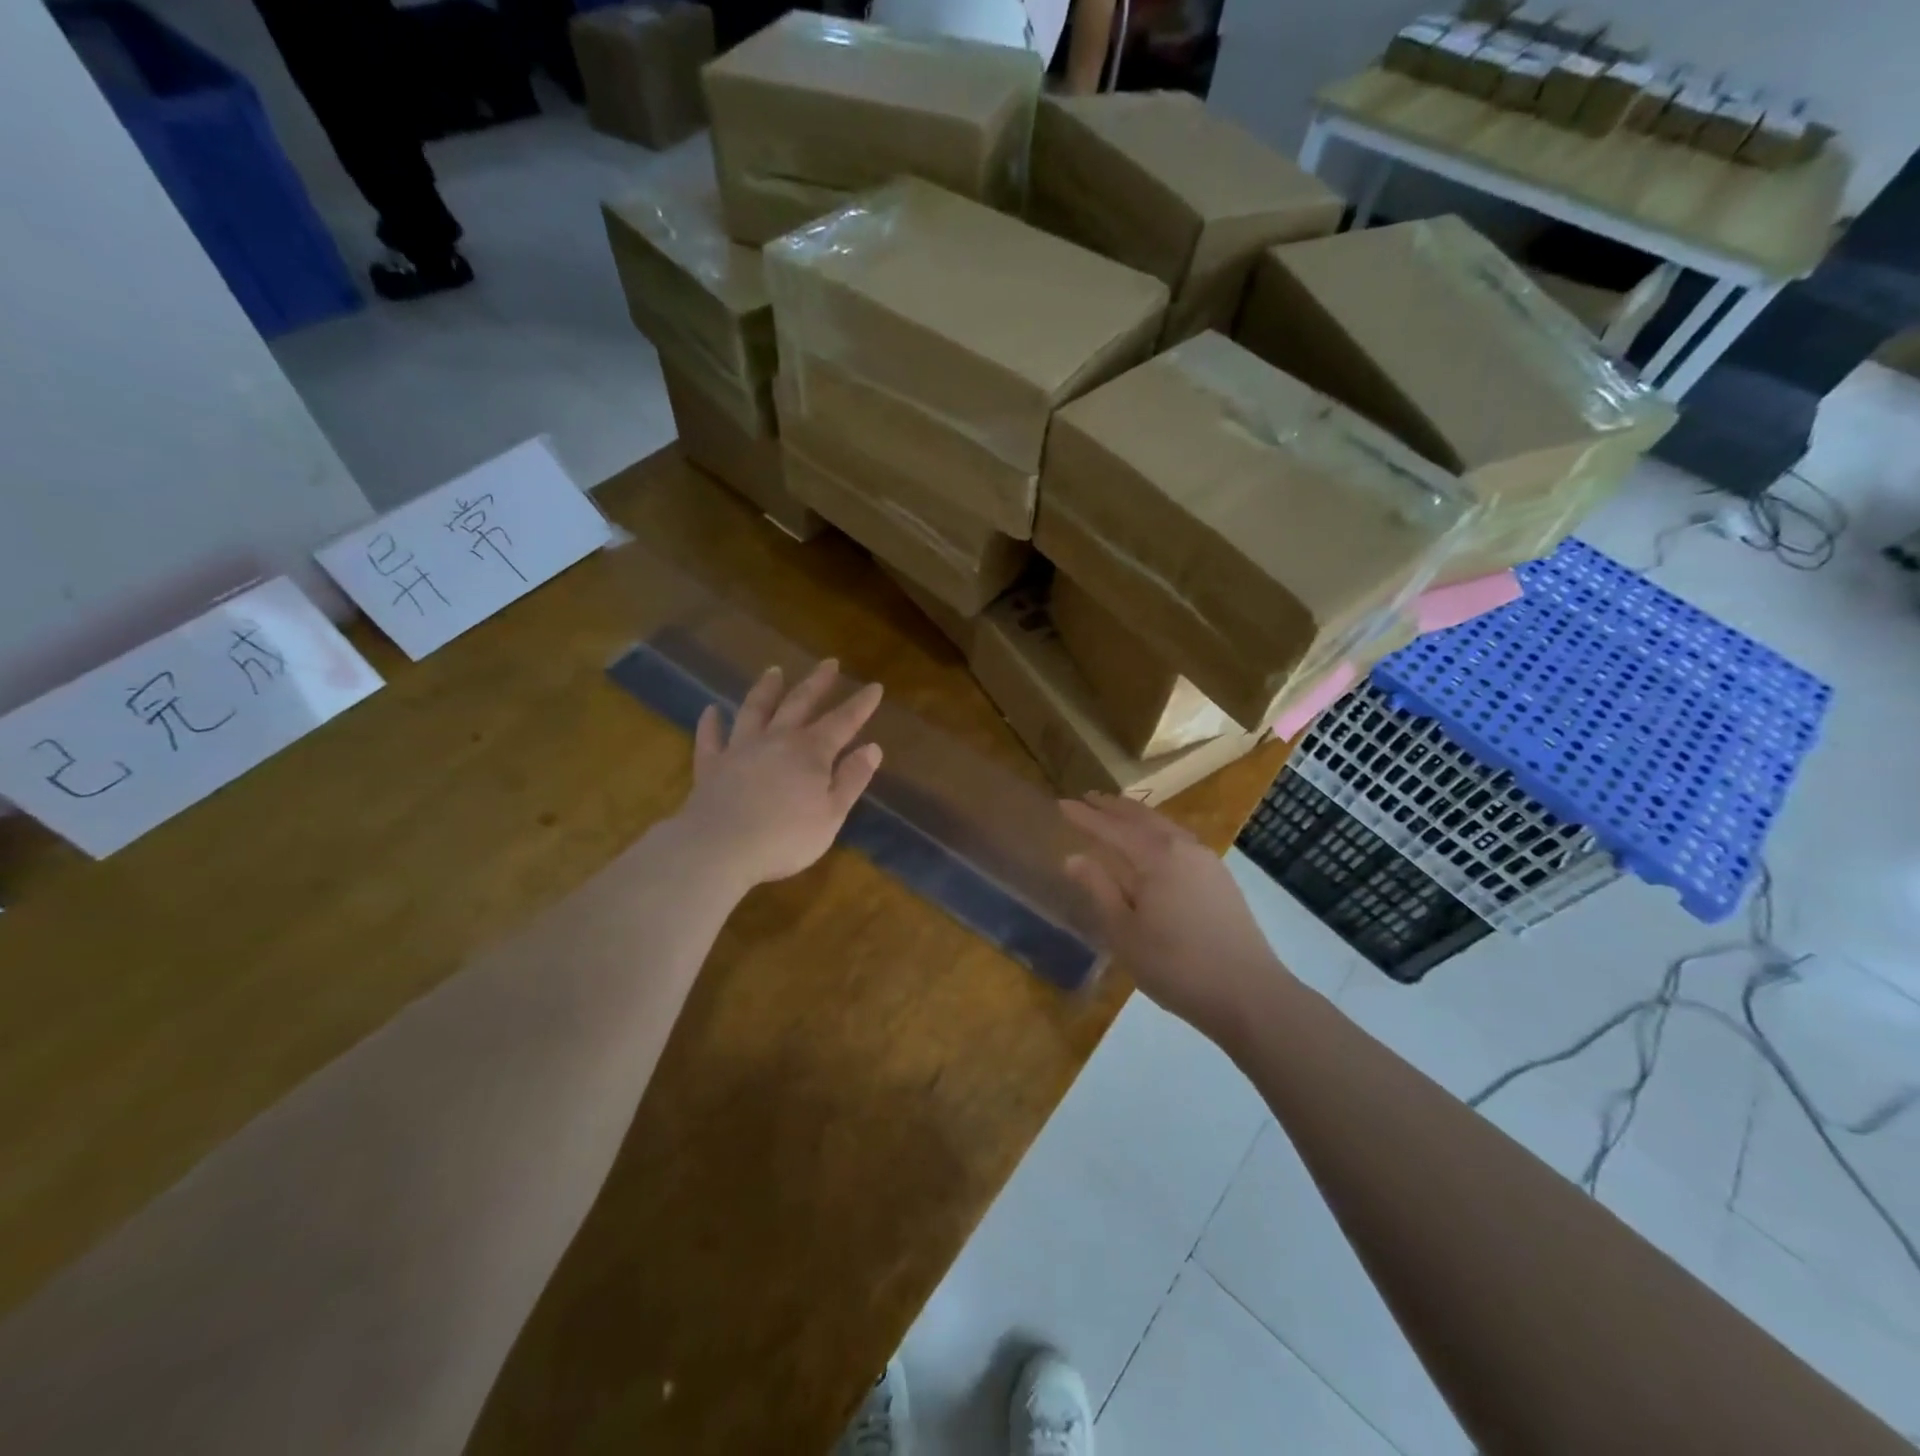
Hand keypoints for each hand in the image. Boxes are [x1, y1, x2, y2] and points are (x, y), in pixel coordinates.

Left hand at [675, 660, 883, 892]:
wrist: (719, 848)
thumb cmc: (786, 837)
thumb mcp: (832, 814)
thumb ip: (852, 779)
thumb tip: (872, 748)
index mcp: (811, 752)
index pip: (843, 721)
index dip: (861, 704)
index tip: (875, 686)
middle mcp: (777, 740)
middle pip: (799, 703)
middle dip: (817, 683)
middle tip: (829, 663)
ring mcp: (740, 749)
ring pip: (754, 710)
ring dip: (766, 689)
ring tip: (774, 671)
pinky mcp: (711, 766)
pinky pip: (710, 738)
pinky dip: (711, 723)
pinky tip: (711, 710)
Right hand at [1062, 793, 1285, 1034]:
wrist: (1249, 994)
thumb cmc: (1176, 966)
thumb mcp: (1124, 932)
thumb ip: (1099, 889)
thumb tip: (1074, 858)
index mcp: (1155, 857)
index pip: (1111, 828)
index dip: (1085, 817)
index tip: (1061, 803)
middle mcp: (1182, 847)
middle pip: (1141, 817)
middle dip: (1112, 807)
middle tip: (1088, 797)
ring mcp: (1206, 860)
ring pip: (1164, 825)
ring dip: (1136, 816)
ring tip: (1117, 813)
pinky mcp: (1220, 877)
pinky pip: (1179, 839)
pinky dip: (1157, 830)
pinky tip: (1154, 843)